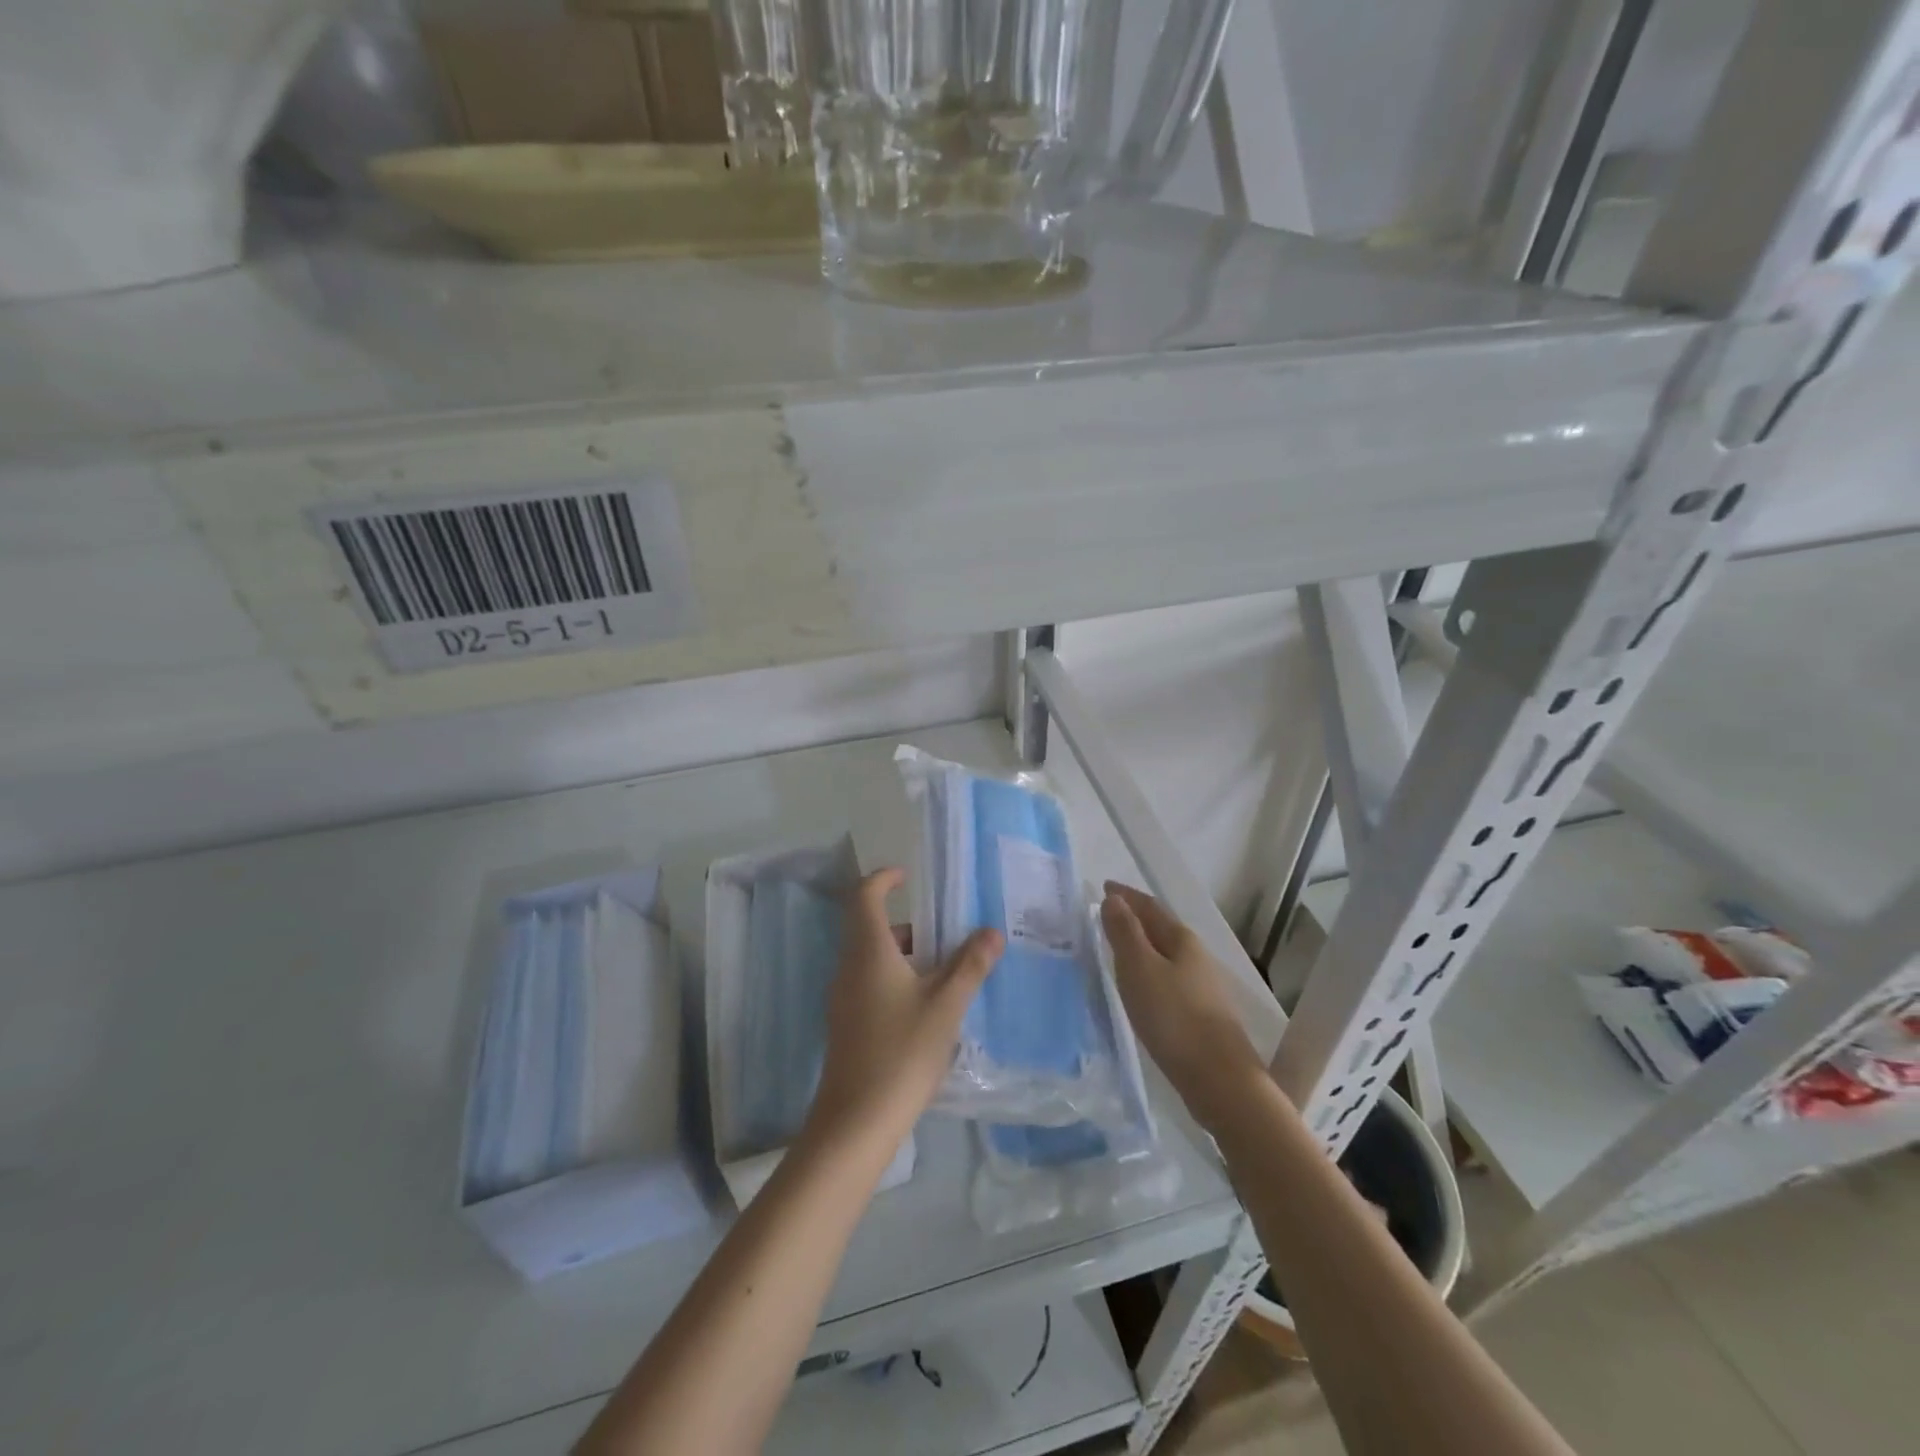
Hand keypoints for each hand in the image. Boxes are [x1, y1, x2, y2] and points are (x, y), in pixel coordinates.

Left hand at [803, 868, 1002, 1155]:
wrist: (856, 1121)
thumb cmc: (902, 1052)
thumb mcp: (945, 1005)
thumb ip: (970, 965)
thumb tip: (992, 932)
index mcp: (868, 952)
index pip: (864, 896)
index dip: (882, 879)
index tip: (906, 875)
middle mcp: (848, 967)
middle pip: (870, 928)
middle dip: (908, 924)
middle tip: (946, 931)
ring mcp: (843, 998)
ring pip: (872, 958)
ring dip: (905, 954)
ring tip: (947, 970)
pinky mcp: (846, 1024)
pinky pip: (870, 983)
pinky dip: (897, 978)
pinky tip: (927, 1006)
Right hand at [1100, 881, 1267, 1130]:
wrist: (1220, 1080)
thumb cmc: (1174, 1018)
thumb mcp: (1139, 969)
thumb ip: (1125, 932)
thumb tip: (1114, 899)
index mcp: (1181, 939)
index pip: (1149, 906)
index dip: (1126, 895)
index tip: (1104, 887)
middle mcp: (1195, 956)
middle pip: (1160, 927)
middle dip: (1134, 918)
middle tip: (1105, 914)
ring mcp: (1201, 986)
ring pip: (1165, 954)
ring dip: (1141, 945)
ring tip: (1117, 948)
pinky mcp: (1199, 1013)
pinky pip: (1167, 977)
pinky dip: (1148, 970)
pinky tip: (1140, 986)